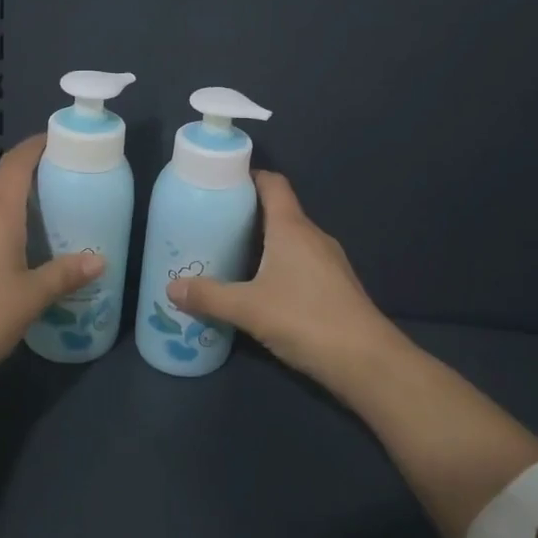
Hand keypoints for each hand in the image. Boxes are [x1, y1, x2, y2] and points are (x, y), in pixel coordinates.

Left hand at [0, 135, 103, 385]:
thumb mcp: (32, 296)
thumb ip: (65, 274)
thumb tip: (100, 260)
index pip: (14, 164)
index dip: (34, 147)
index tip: (57, 141)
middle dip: (28, 179)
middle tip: (61, 187)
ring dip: (11, 208)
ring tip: (42, 222)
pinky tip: (12, 256)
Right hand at [166, 171, 407, 395]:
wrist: (366, 361)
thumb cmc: (305, 319)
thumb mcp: (248, 308)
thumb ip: (209, 296)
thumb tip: (171, 287)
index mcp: (292, 228)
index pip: (273, 184)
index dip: (250, 176)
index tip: (222, 182)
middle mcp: (313, 236)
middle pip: (279, 211)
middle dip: (247, 214)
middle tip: (213, 224)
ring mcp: (329, 261)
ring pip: (290, 239)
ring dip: (263, 243)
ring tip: (230, 256)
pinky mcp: (335, 285)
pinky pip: (301, 262)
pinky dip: (278, 265)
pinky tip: (260, 288)